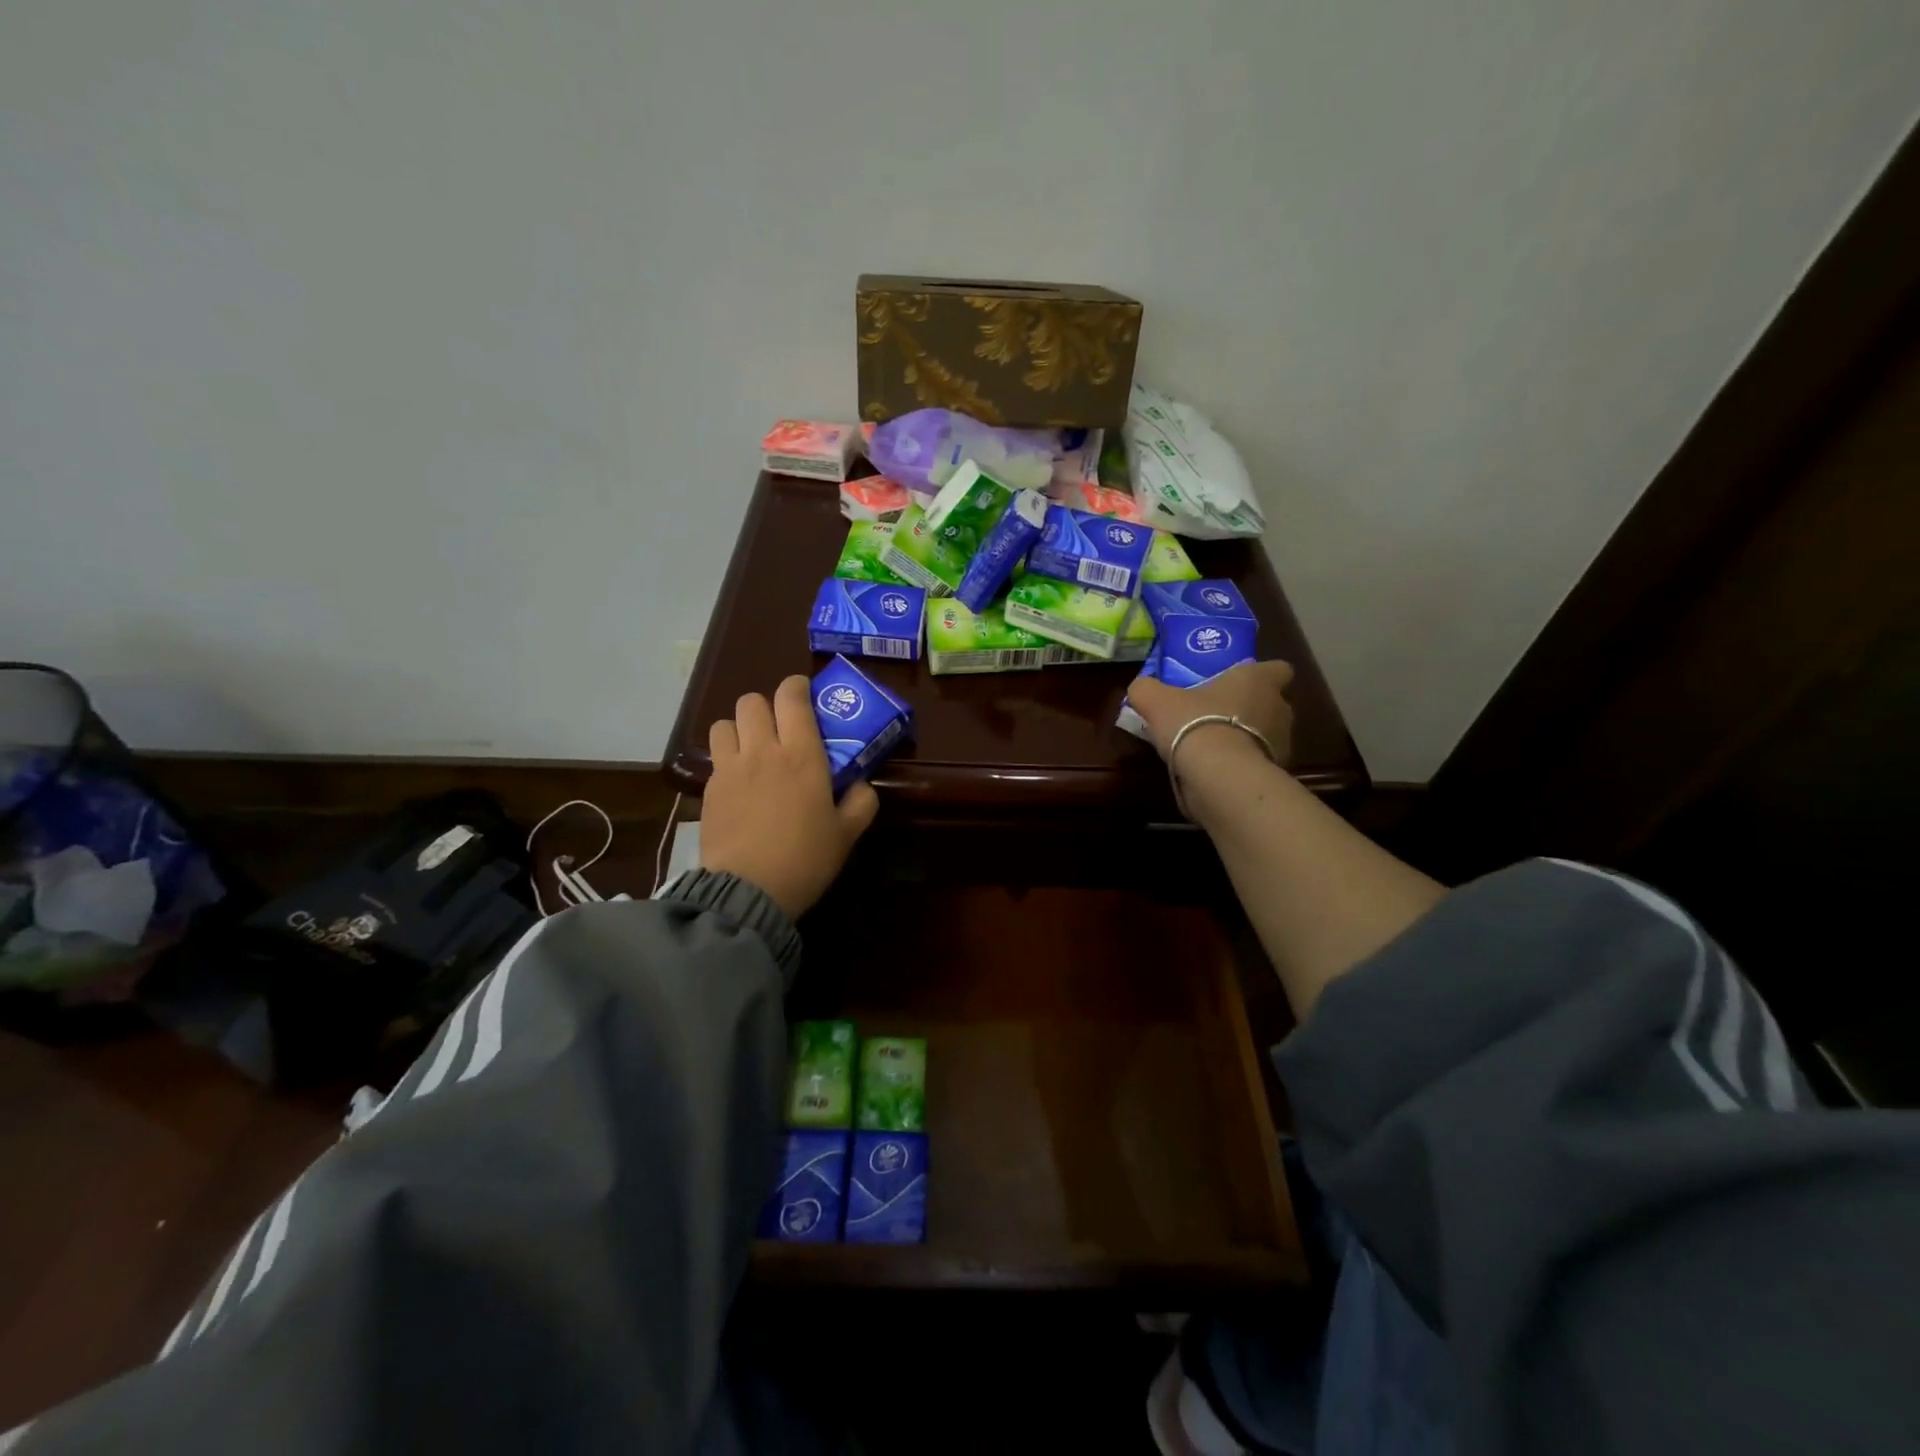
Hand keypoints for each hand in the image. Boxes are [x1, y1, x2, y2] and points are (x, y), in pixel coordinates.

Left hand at [701, 676, 880, 919]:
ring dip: (739, 729)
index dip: (796, 687)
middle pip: (752, 702)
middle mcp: (763, 751)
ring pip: (725, 723)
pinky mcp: (709, 789)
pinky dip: (726, 758)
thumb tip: (861, 784)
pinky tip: (738, 781)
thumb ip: (861, 802)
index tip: (803, 693)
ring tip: (752, 749)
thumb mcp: (847, 833)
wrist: (748, 891)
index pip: (792, 698)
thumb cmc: (805, 858)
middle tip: (780, 727)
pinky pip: (715, 757)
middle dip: (766, 706)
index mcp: (802, 755)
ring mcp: (730, 768)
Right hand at [1126, 659, 1295, 771]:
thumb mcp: (1156, 700)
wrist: (1218, 775)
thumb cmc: (1194, 723)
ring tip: (1214, 748)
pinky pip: (1259, 764)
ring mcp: (1282, 744)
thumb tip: (1141, 687)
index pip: (1279, 669)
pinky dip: (1242, 766)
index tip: (1240, 683)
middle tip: (1217, 715)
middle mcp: (1279, 708)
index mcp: (1258, 681)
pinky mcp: (1275, 774)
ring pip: (1268, 736)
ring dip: (1247, 739)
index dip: (1262, 674)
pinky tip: (1217, 772)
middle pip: (1271, 704)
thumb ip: (1147, 689)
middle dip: (1250, 710)